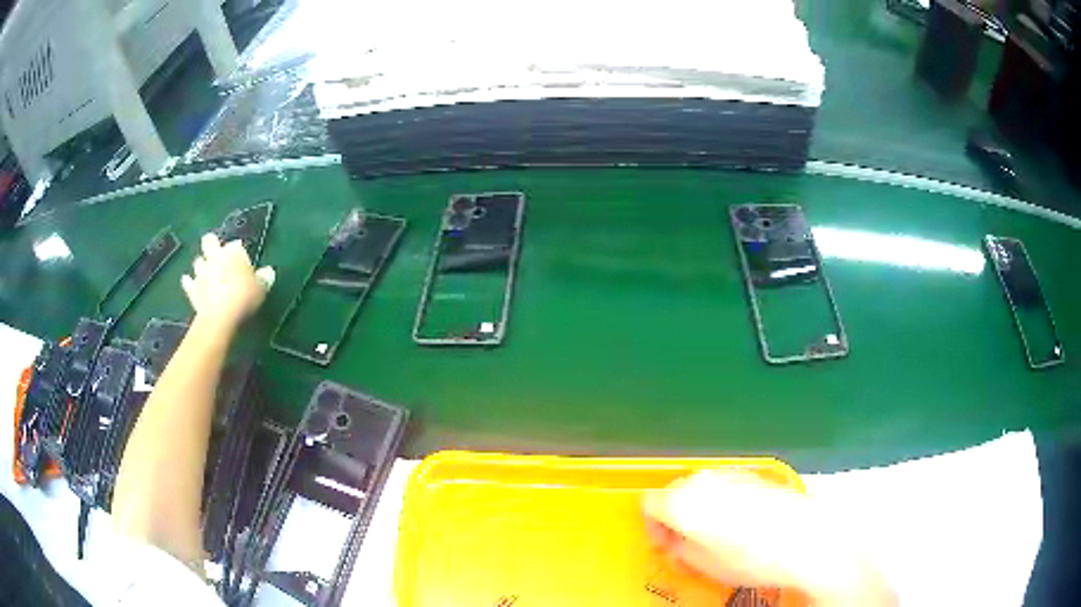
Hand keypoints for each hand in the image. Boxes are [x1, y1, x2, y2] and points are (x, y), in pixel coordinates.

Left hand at [181, 233, 274, 329]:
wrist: (220, 317)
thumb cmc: (244, 297)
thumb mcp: (261, 288)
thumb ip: (264, 278)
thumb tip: (268, 272)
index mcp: (232, 252)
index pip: (235, 245)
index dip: (237, 251)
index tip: (241, 260)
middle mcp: (215, 257)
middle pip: (209, 241)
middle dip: (211, 244)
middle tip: (217, 254)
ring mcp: (201, 272)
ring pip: (197, 261)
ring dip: (201, 264)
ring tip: (206, 272)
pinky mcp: (192, 289)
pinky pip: (187, 282)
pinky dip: (189, 282)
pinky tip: (190, 282)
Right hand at [643, 471, 895, 606]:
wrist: (805, 538)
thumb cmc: (750, 557)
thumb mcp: (702, 564)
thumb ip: (678, 549)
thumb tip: (675, 544)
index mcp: (682, 501)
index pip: (649, 504)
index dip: (652, 527)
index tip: (665, 547)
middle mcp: (704, 480)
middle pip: (675, 492)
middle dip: (676, 517)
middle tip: (687, 544)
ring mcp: (732, 474)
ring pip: (702, 487)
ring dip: (701, 509)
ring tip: (717, 535)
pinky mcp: (755, 474)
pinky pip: (727, 485)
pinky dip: (725, 502)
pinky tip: (742, 524)